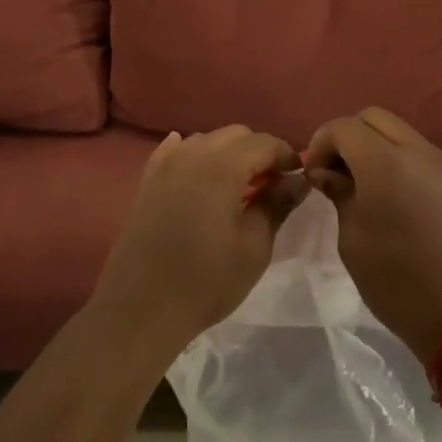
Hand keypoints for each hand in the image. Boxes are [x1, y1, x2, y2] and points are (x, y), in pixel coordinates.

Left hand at [89, 126, 302, 366]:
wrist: (143, 307)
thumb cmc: (207, 280)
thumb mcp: (254, 246)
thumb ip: (277, 204)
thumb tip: (299, 179)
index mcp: (222, 167)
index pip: (264, 143)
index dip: (286, 155)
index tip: (298, 177)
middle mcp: (192, 155)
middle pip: (234, 135)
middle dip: (258, 151)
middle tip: (272, 184)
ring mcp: (165, 166)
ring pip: (205, 140)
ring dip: (227, 153)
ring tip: (239, 185)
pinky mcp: (147, 182)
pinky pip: (174, 152)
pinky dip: (193, 154)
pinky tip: (198, 168)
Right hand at [303, 107, 441, 361]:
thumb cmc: (399, 284)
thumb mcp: (353, 241)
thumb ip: (340, 194)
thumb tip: (328, 173)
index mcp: (385, 164)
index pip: (343, 127)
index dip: (321, 143)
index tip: (315, 174)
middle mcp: (419, 152)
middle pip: (374, 118)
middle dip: (349, 137)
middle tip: (338, 173)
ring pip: (401, 134)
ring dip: (377, 148)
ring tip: (366, 187)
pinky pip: (423, 156)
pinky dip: (401, 163)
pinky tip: (397, 201)